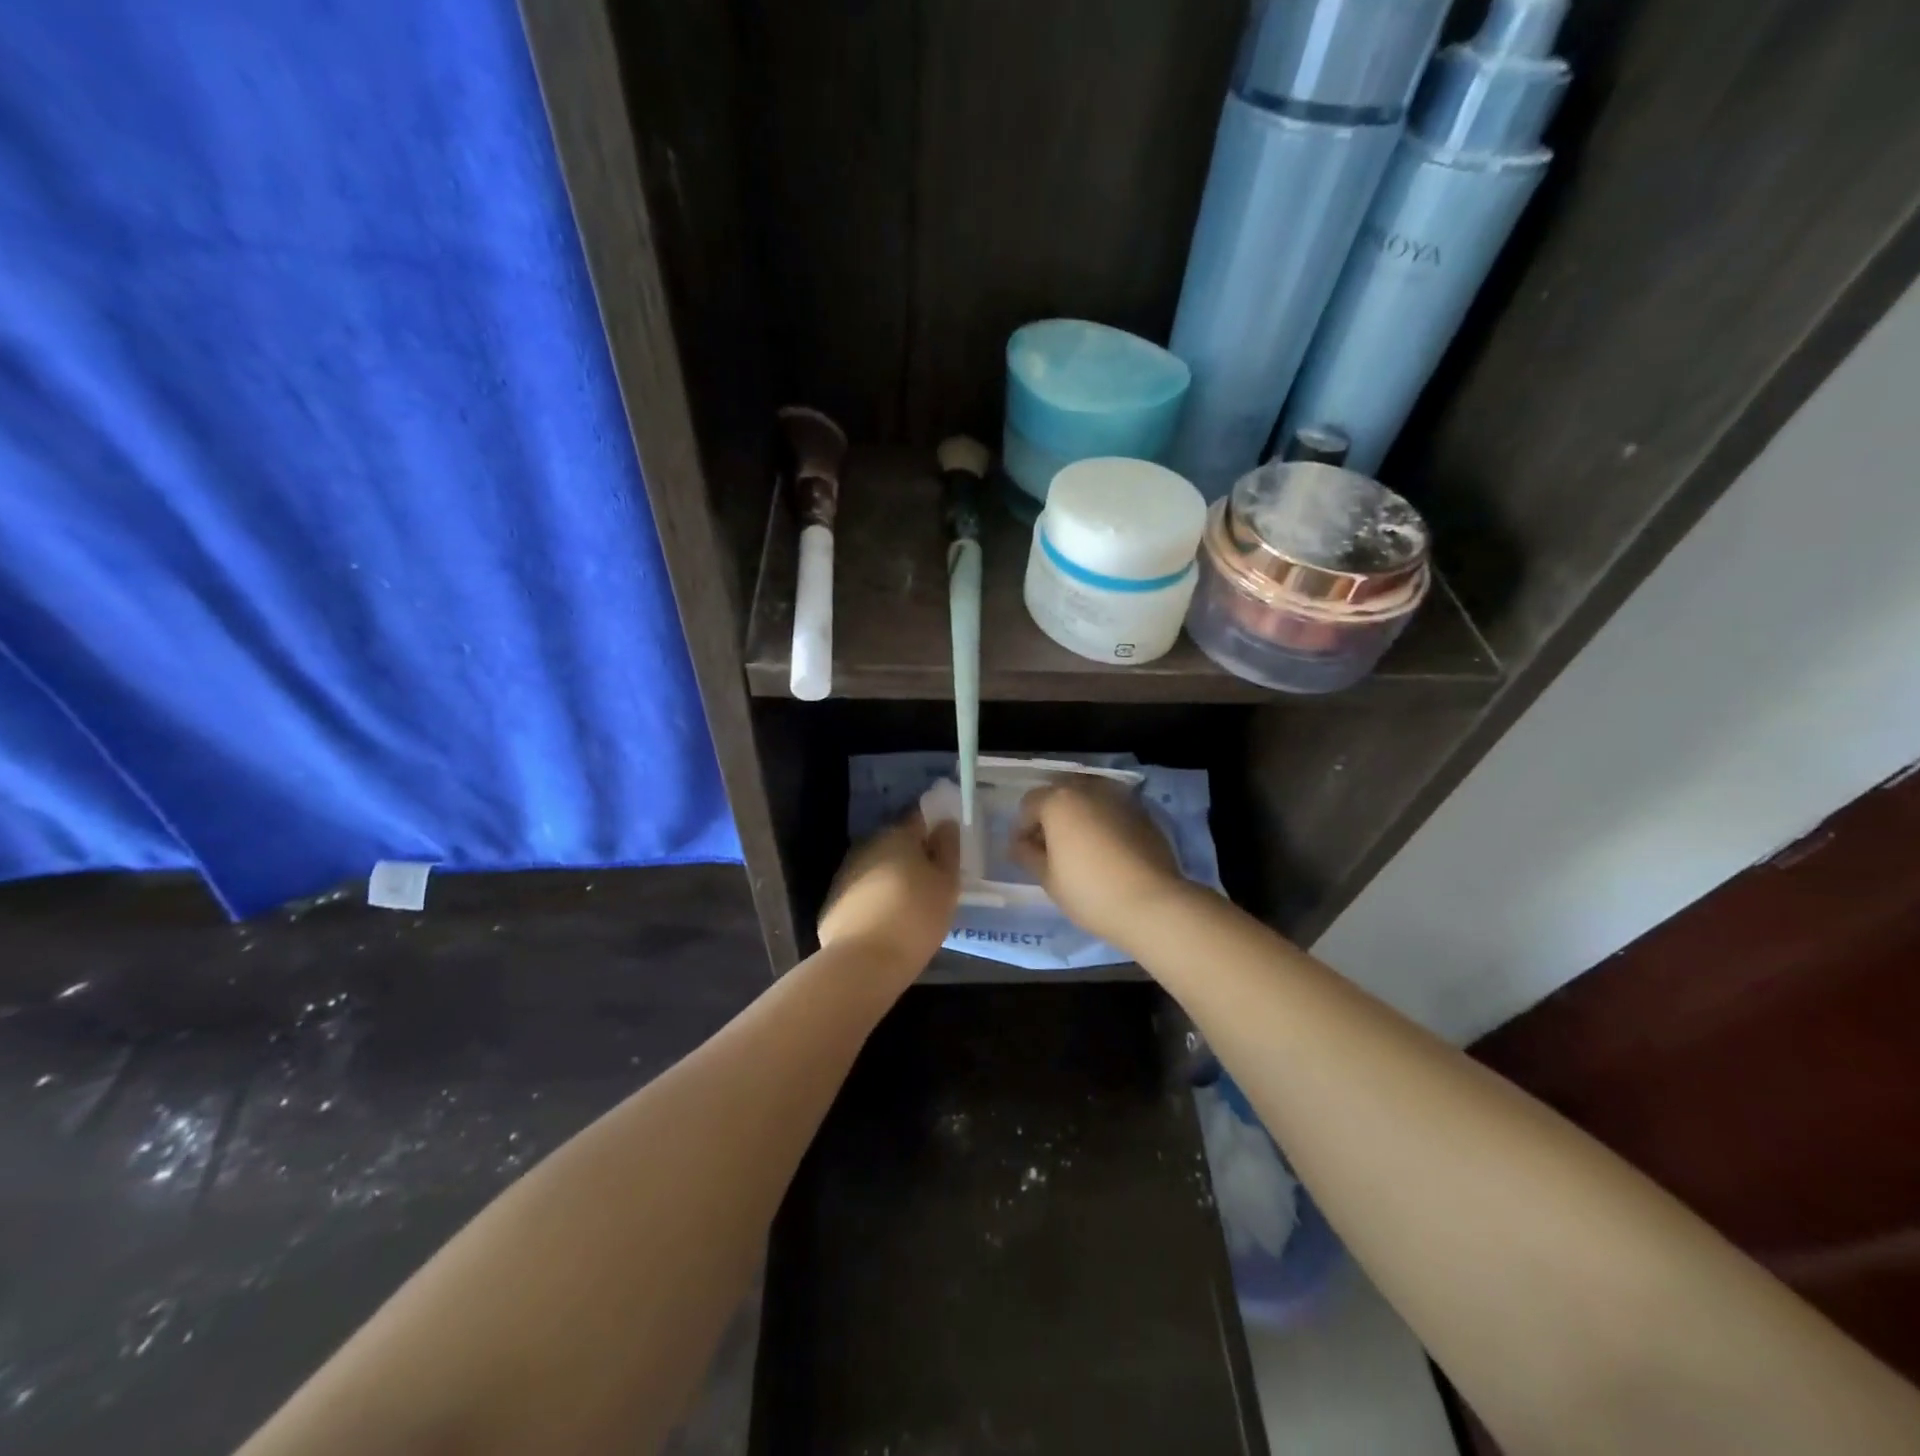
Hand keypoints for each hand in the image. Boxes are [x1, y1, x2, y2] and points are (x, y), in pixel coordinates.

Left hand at [818, 814, 960, 971]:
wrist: (863, 962)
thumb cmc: (915, 918)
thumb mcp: (946, 884)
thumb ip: (947, 849)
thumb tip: (945, 824)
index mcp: (897, 835)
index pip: (919, 818)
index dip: (934, 828)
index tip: (945, 846)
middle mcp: (867, 845)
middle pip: (895, 843)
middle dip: (912, 855)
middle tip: (931, 880)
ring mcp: (846, 872)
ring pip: (876, 867)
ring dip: (891, 877)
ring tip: (908, 904)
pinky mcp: (833, 900)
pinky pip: (861, 892)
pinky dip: (873, 899)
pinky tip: (884, 921)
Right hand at [1010, 783, 1186, 947]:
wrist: (1152, 903)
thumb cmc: (1089, 891)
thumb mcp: (1048, 878)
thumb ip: (1027, 854)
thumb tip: (1018, 844)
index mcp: (1058, 801)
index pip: (1029, 804)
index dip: (1023, 828)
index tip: (1025, 852)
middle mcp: (1088, 790)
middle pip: (1060, 794)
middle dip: (1051, 816)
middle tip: (1051, 847)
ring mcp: (1119, 798)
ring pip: (1089, 799)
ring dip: (1079, 815)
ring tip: (1081, 847)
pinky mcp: (1143, 813)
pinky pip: (1112, 810)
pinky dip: (1103, 821)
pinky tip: (1107, 849)